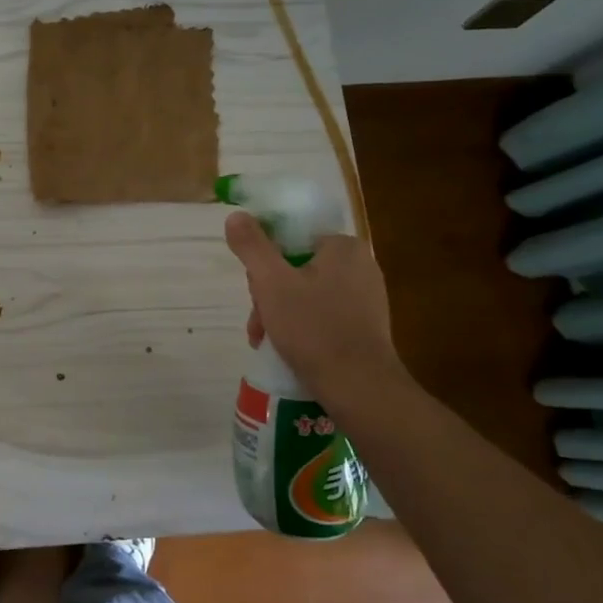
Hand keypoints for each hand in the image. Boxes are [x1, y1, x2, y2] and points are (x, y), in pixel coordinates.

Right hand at [224, 211, 410, 406]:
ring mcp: (367, 298)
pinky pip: (323, 316)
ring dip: (280, 314)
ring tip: (266, 341)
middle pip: (296, 268)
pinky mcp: (366, 327)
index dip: (264, 264)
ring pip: (306, 294)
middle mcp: (361, 266)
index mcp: (344, 247)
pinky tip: (288, 349)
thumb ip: (252, 245)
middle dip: (270, 295)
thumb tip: (236, 215)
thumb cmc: (313, 328)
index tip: (255, 292)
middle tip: (259, 322)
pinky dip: (302, 328)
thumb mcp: (271, 282)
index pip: (290, 241)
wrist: (359, 387)